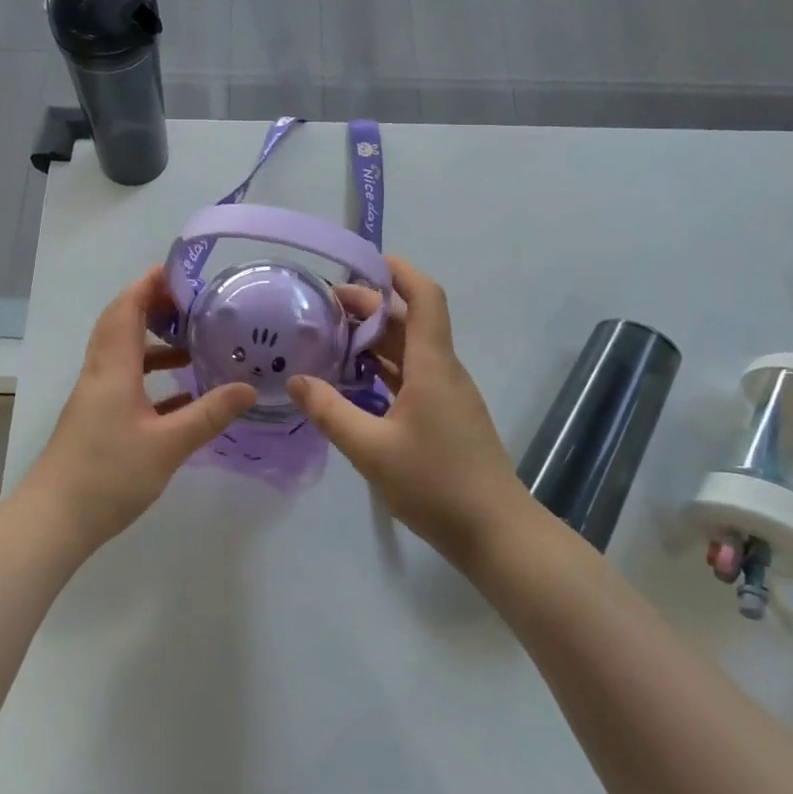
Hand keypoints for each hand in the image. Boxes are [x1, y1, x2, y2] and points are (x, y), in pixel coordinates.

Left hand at [26, 267, 255, 550]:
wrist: (55, 520)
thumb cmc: (109, 475)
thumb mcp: (168, 445)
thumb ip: (209, 414)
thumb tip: (249, 388)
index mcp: (113, 368)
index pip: (127, 308)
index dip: (149, 284)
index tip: (179, 270)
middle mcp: (101, 373)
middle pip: (122, 323)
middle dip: (153, 306)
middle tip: (193, 304)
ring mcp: (96, 397)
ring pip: (125, 354)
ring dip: (155, 343)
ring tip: (194, 346)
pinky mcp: (97, 419)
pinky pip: (126, 382)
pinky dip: (152, 377)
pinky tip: (182, 395)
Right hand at [286, 256, 524, 566]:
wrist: (496, 533)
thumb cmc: (436, 484)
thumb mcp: (371, 450)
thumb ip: (330, 412)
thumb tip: (295, 381)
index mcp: (432, 365)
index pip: (424, 298)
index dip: (400, 272)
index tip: (365, 260)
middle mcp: (443, 371)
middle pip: (410, 321)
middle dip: (371, 306)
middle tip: (325, 306)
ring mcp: (447, 395)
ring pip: (410, 351)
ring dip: (375, 339)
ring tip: (332, 338)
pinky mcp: (446, 417)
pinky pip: (412, 377)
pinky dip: (384, 369)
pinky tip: (355, 382)